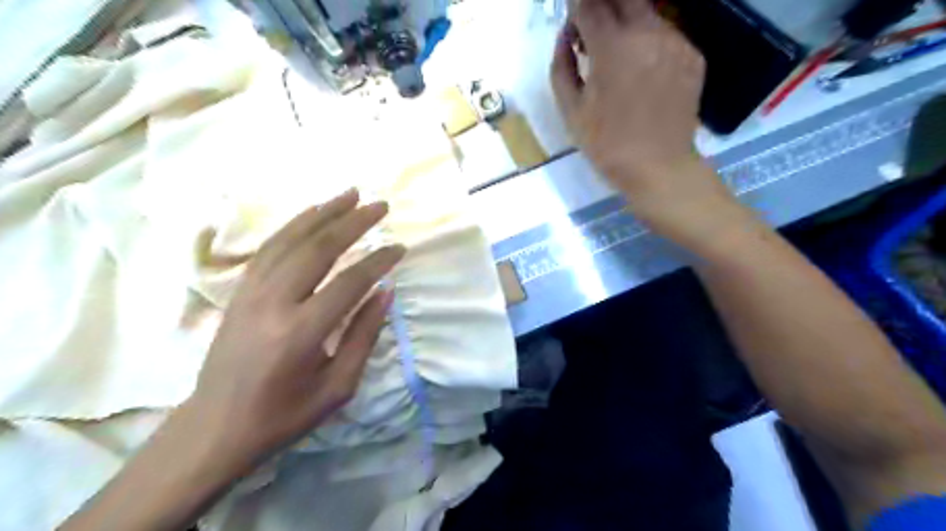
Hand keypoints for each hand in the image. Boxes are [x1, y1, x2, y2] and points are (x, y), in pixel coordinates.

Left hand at [185, 189, 407, 469]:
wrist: (215, 427)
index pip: (349, 282)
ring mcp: (251, 292)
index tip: (400, 248)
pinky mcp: (240, 291)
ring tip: (350, 193)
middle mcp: (273, 303)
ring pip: (291, 239)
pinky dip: (294, 225)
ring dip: (324, 212)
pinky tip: (312, 213)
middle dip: (353, 222)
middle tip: (380, 205)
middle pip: (318, 248)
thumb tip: (385, 292)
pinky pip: (269, 247)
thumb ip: (363, 335)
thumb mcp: (338, 387)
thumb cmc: (284, 414)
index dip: (379, 262)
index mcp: (301, 333)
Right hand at [552, 1, 741, 243]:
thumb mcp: (571, 110)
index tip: (572, 26)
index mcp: (613, 46)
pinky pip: (665, 33)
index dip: (576, 11)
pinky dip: (647, 41)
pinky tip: (640, 70)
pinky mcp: (692, 55)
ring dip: (626, 22)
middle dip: (601, 8)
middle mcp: (648, 32)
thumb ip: (561, 65)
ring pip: (646, 11)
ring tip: (615, 54)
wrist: (658, 168)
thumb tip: (566, 37)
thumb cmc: (607, 144)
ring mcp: (676, 40)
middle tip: (592, 34)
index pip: (589, 5)